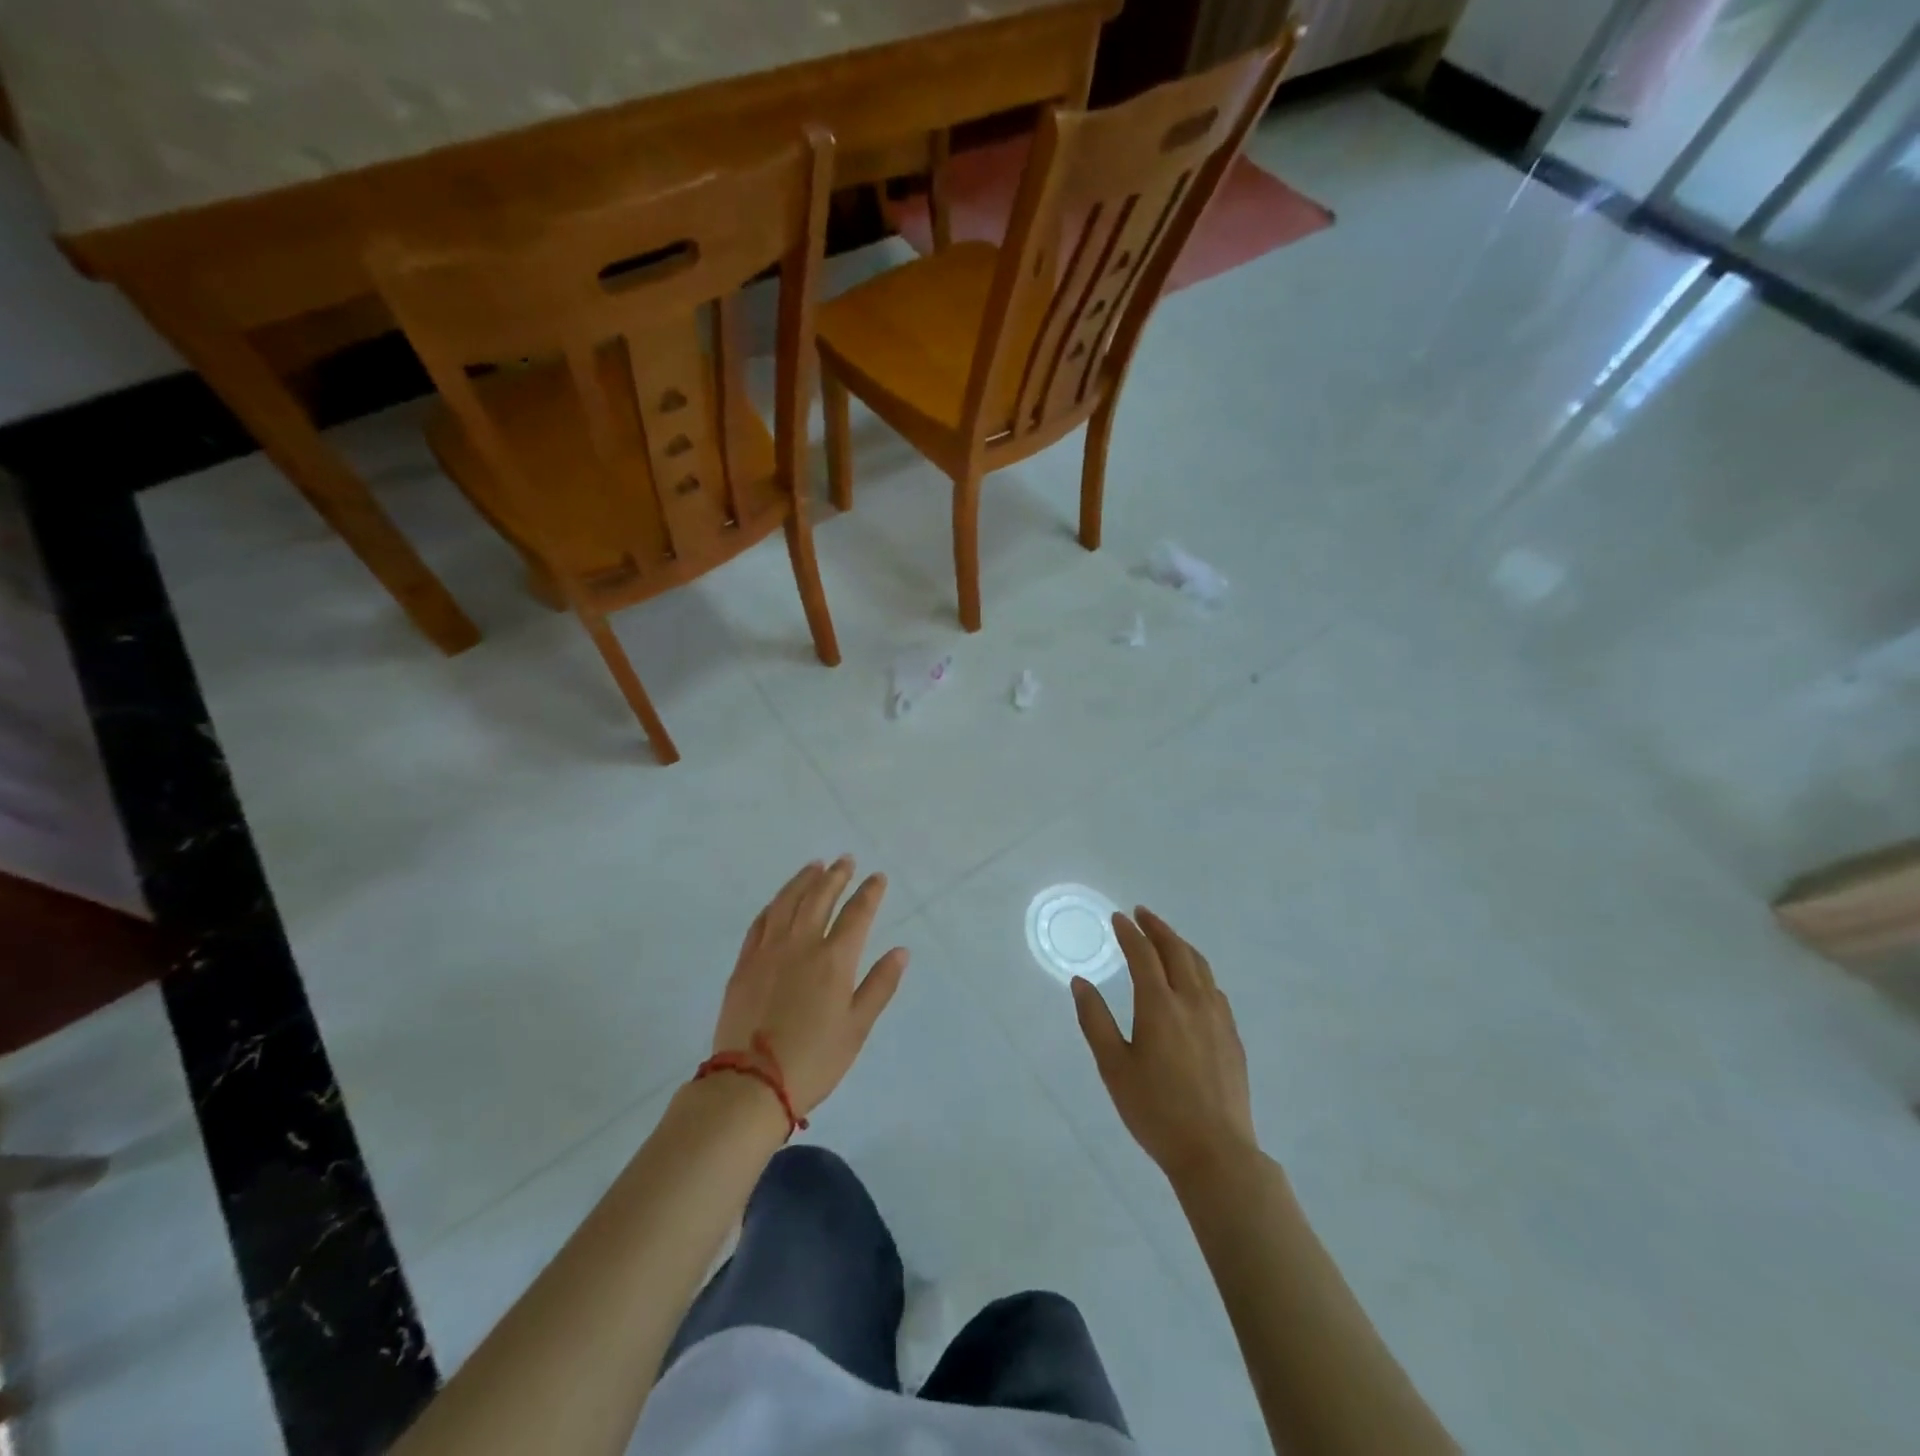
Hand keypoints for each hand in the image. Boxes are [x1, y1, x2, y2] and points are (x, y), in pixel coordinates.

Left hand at [711, 857, 908, 1116]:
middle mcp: (801, 944)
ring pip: (786, 902)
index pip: (857, 913)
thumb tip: (900, 951)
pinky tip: (779, 901)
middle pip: (819, 898)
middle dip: (836, 876)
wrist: (751, 1083)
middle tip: (845, 860)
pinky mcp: (744, 964)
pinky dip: (773, 905)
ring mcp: (768, 951)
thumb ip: (879, 985)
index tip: (878, 877)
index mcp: (834, 959)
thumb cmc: (814, 1059)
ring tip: (814, 866)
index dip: (869, 892)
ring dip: (803, 880)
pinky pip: (760, 922)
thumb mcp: (857, 1027)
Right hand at [1072, 908, 1256, 1187]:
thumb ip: (1094, 1020)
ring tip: (1166, 938)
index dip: (1129, 932)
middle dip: (1157, 928)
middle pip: (1176, 951)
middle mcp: (1192, 1001)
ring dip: (1180, 944)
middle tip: (1142, 914)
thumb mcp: (1113, 1067)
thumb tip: (1080, 982)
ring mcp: (1217, 1017)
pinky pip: (1214, 988)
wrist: (1215, 1152)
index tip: (1118, 917)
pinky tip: (1193, 981)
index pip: (1143, 954)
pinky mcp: (1232, 1036)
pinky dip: (1198, 970)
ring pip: (1200, 966)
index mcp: (1159, 1005)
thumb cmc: (1155, 1110)